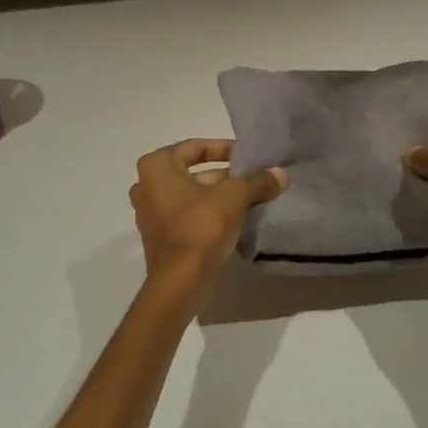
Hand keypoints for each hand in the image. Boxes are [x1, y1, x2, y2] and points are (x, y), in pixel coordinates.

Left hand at [129, 139, 286, 294]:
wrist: (180, 280)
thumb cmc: (200, 227)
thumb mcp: (234, 197)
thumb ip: (257, 181)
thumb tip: (281, 173)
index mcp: (157, 166)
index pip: (195, 147)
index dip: (224, 148)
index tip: (248, 157)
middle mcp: (146, 185)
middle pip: (193, 172)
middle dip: (225, 176)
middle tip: (254, 180)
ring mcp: (150, 213)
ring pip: (191, 195)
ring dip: (219, 196)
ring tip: (251, 200)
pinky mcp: (160, 236)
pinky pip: (187, 215)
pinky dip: (208, 214)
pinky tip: (235, 220)